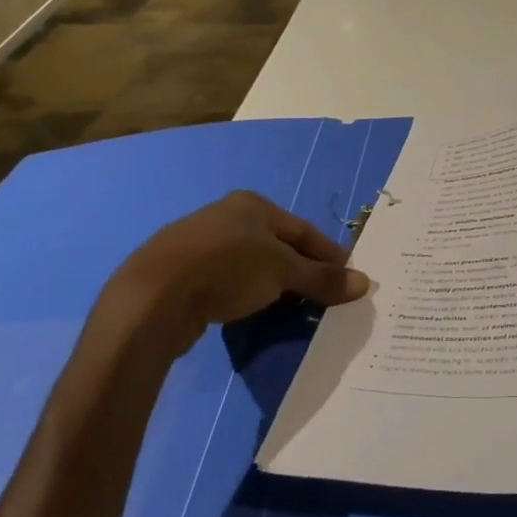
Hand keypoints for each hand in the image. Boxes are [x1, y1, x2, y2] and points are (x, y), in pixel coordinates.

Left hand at [96, 192, 371, 356]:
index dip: (329, 254)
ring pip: (251, 264)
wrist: (152, 297)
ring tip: (292, 309)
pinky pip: (227, 281)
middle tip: (324, 295)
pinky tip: (251, 312)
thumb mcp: (283, 272)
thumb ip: (322, 278)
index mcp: (253, 204)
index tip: (349, 276)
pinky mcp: (180, 274)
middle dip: (302, 270)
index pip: (304, 229)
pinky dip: (246, 294)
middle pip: (278, 245)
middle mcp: (227, 216)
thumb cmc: (228, 268)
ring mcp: (199, 244)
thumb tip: (364, 284)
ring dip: (273, 285)